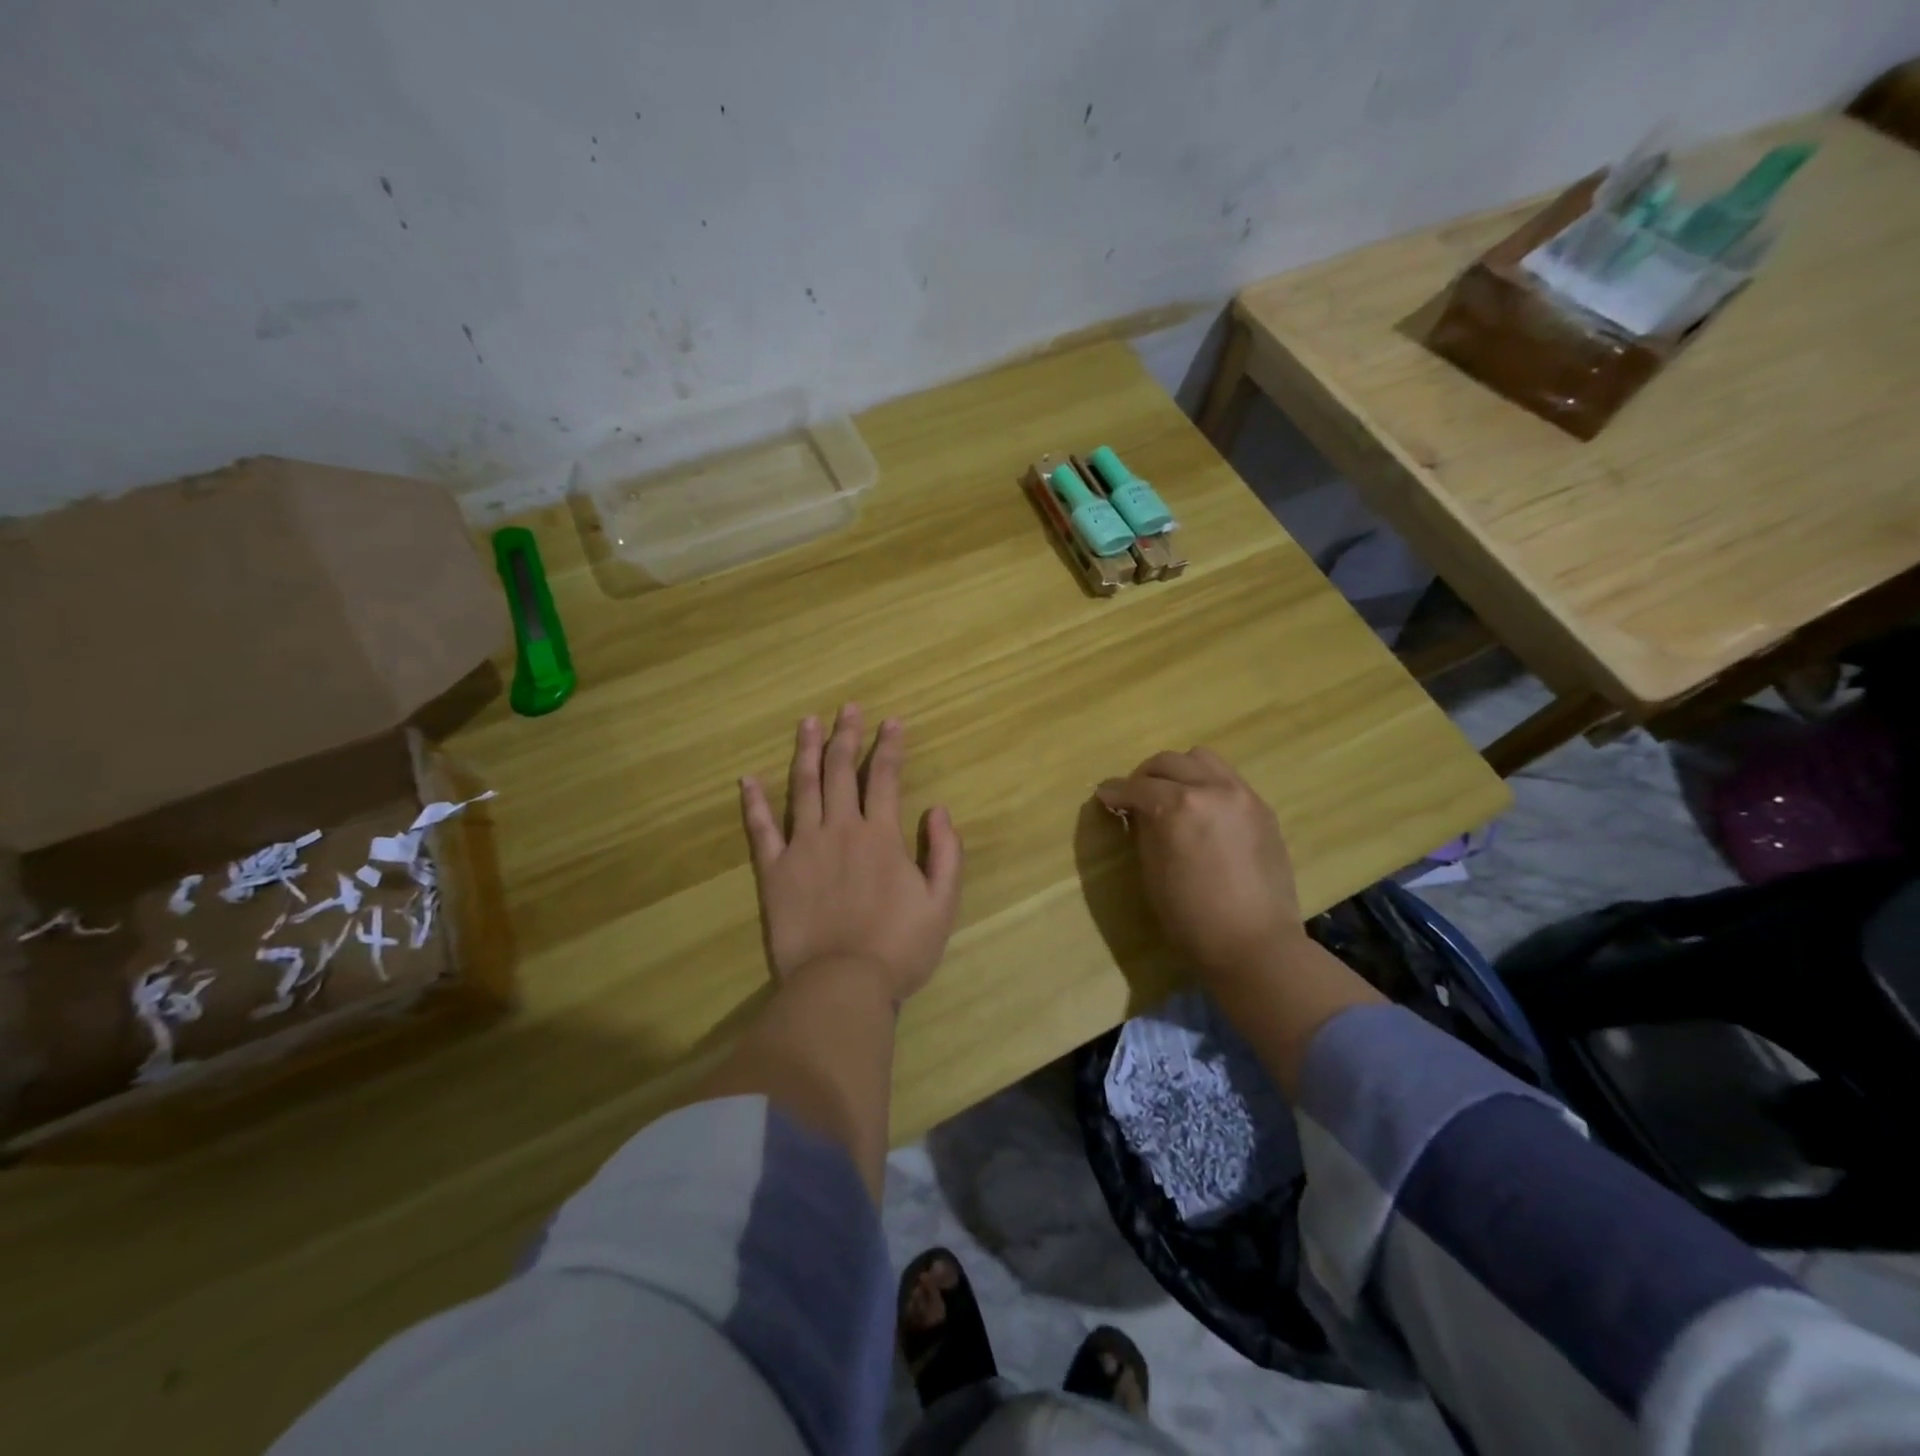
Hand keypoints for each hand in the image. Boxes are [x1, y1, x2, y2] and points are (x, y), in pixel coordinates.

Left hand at [740, 704, 962, 1002]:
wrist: (842, 984)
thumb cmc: (898, 948)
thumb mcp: (943, 904)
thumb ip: (946, 853)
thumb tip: (938, 810)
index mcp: (880, 836)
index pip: (885, 777)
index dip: (889, 746)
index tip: (892, 721)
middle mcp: (840, 829)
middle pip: (841, 771)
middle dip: (847, 735)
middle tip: (848, 708)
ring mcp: (802, 847)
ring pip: (803, 787)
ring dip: (806, 751)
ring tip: (808, 722)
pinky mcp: (774, 871)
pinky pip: (761, 829)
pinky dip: (754, 802)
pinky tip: (748, 779)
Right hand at [1095, 749, 1303, 991]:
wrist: (1255, 944)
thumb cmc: (1192, 918)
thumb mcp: (1153, 872)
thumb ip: (1145, 830)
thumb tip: (1138, 811)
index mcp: (1178, 807)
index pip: (1137, 787)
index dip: (1115, 792)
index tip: (1104, 796)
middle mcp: (1212, 789)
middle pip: (1168, 762)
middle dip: (1144, 776)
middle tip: (1135, 797)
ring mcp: (1242, 795)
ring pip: (1201, 759)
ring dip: (1179, 771)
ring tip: (1171, 795)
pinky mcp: (1262, 808)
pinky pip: (1227, 779)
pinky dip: (1207, 784)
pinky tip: (1202, 811)